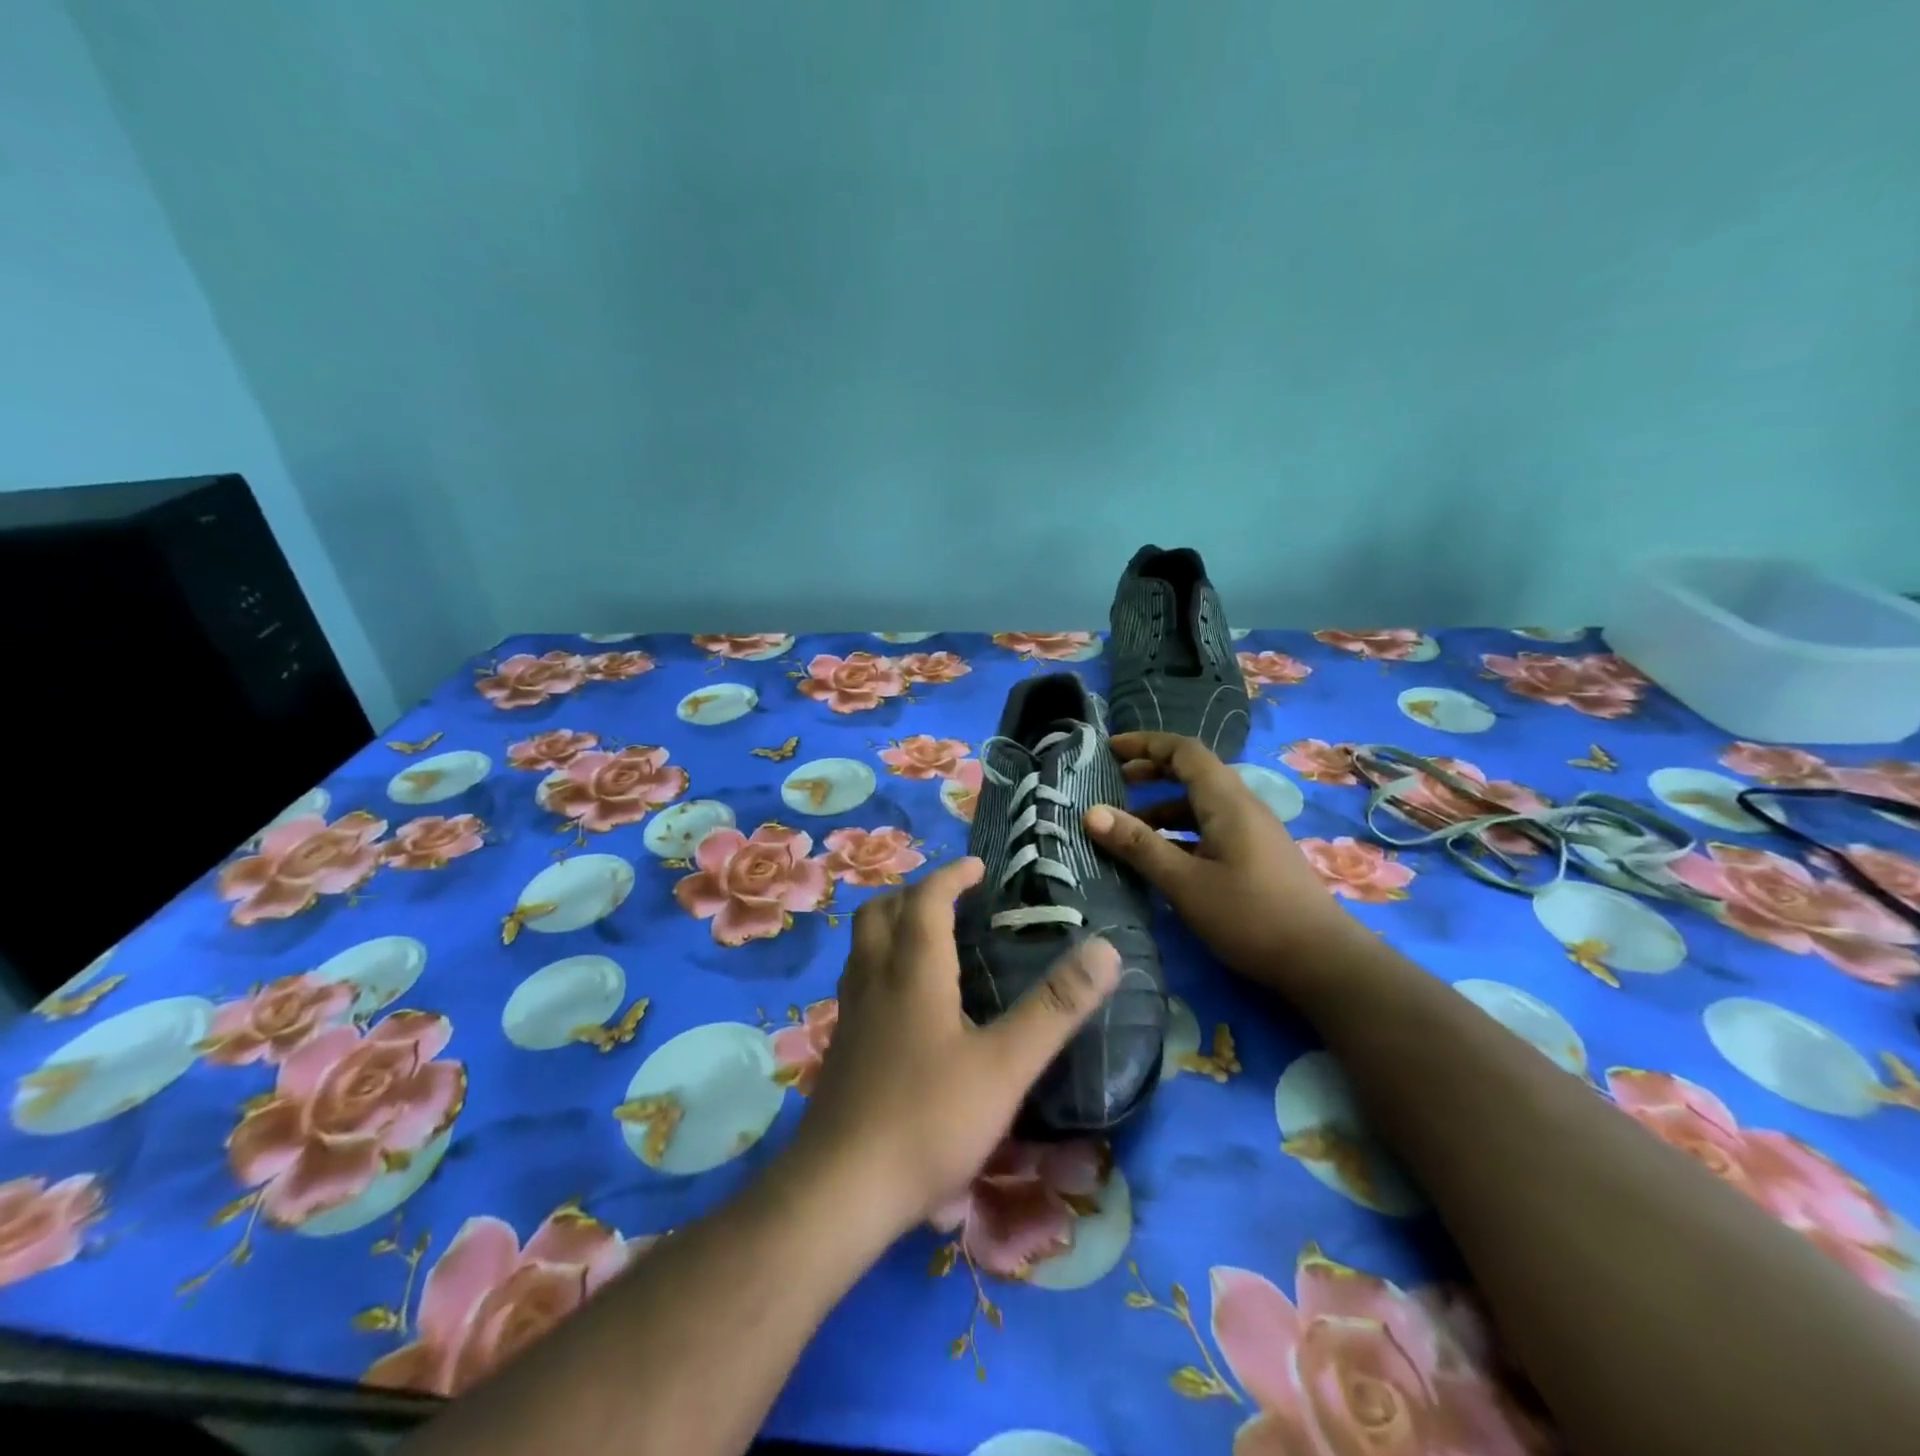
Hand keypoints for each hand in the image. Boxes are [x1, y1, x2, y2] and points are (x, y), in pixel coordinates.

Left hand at [792, 857, 1120, 1234]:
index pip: (927, 899)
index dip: (952, 876)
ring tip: (927, 938)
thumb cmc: (929, 1119)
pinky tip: (904, 1001)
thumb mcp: (1006, 1065)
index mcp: (913, 969)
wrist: (841, 1190)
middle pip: (882, 912)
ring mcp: (851, 1014)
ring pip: (863, 946)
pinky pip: (858, 980)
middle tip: (950, 899)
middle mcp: (875, 979)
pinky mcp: (841, 1048)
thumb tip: (1106, 949)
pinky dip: (881, 963)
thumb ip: (1055, 1008)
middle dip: (915, 893)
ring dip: (893, 925)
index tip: (977, 868)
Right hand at [1084, 731, 1356, 989]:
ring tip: (1126, 828)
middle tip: (1113, 783)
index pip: (1184, 751)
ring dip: (1161, 808)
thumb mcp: (1185, 882)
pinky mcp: (1254, 856)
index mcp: (1226, 801)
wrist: (1322, 960)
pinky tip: (1160, 858)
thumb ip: (1139, 846)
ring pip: (1199, 805)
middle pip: (1192, 772)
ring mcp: (1251, 832)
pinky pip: (1209, 829)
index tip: (1109, 749)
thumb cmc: (1250, 916)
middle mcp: (1241, 806)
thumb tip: (1091, 813)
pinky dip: (1178, 832)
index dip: (1145, 743)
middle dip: (1150, 772)